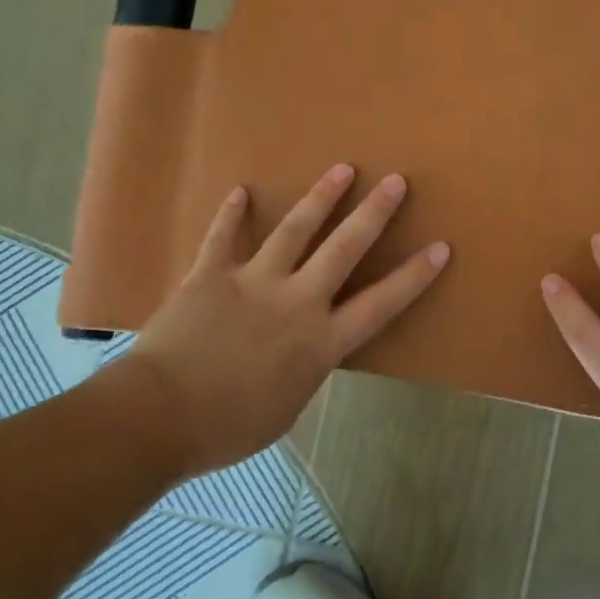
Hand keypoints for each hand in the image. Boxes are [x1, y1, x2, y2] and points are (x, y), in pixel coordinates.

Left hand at [124, 164, 449, 476]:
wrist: (159, 417)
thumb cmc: (228, 428)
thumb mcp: (286, 408)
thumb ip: (304, 370)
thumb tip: (304, 352)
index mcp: (321, 342)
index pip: (381, 303)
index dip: (414, 275)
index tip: (440, 247)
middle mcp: (296, 302)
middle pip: (344, 249)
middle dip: (374, 213)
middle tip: (396, 181)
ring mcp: (253, 282)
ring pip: (294, 231)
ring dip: (320, 198)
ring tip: (342, 170)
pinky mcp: (210, 275)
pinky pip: (222, 238)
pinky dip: (230, 214)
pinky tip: (240, 191)